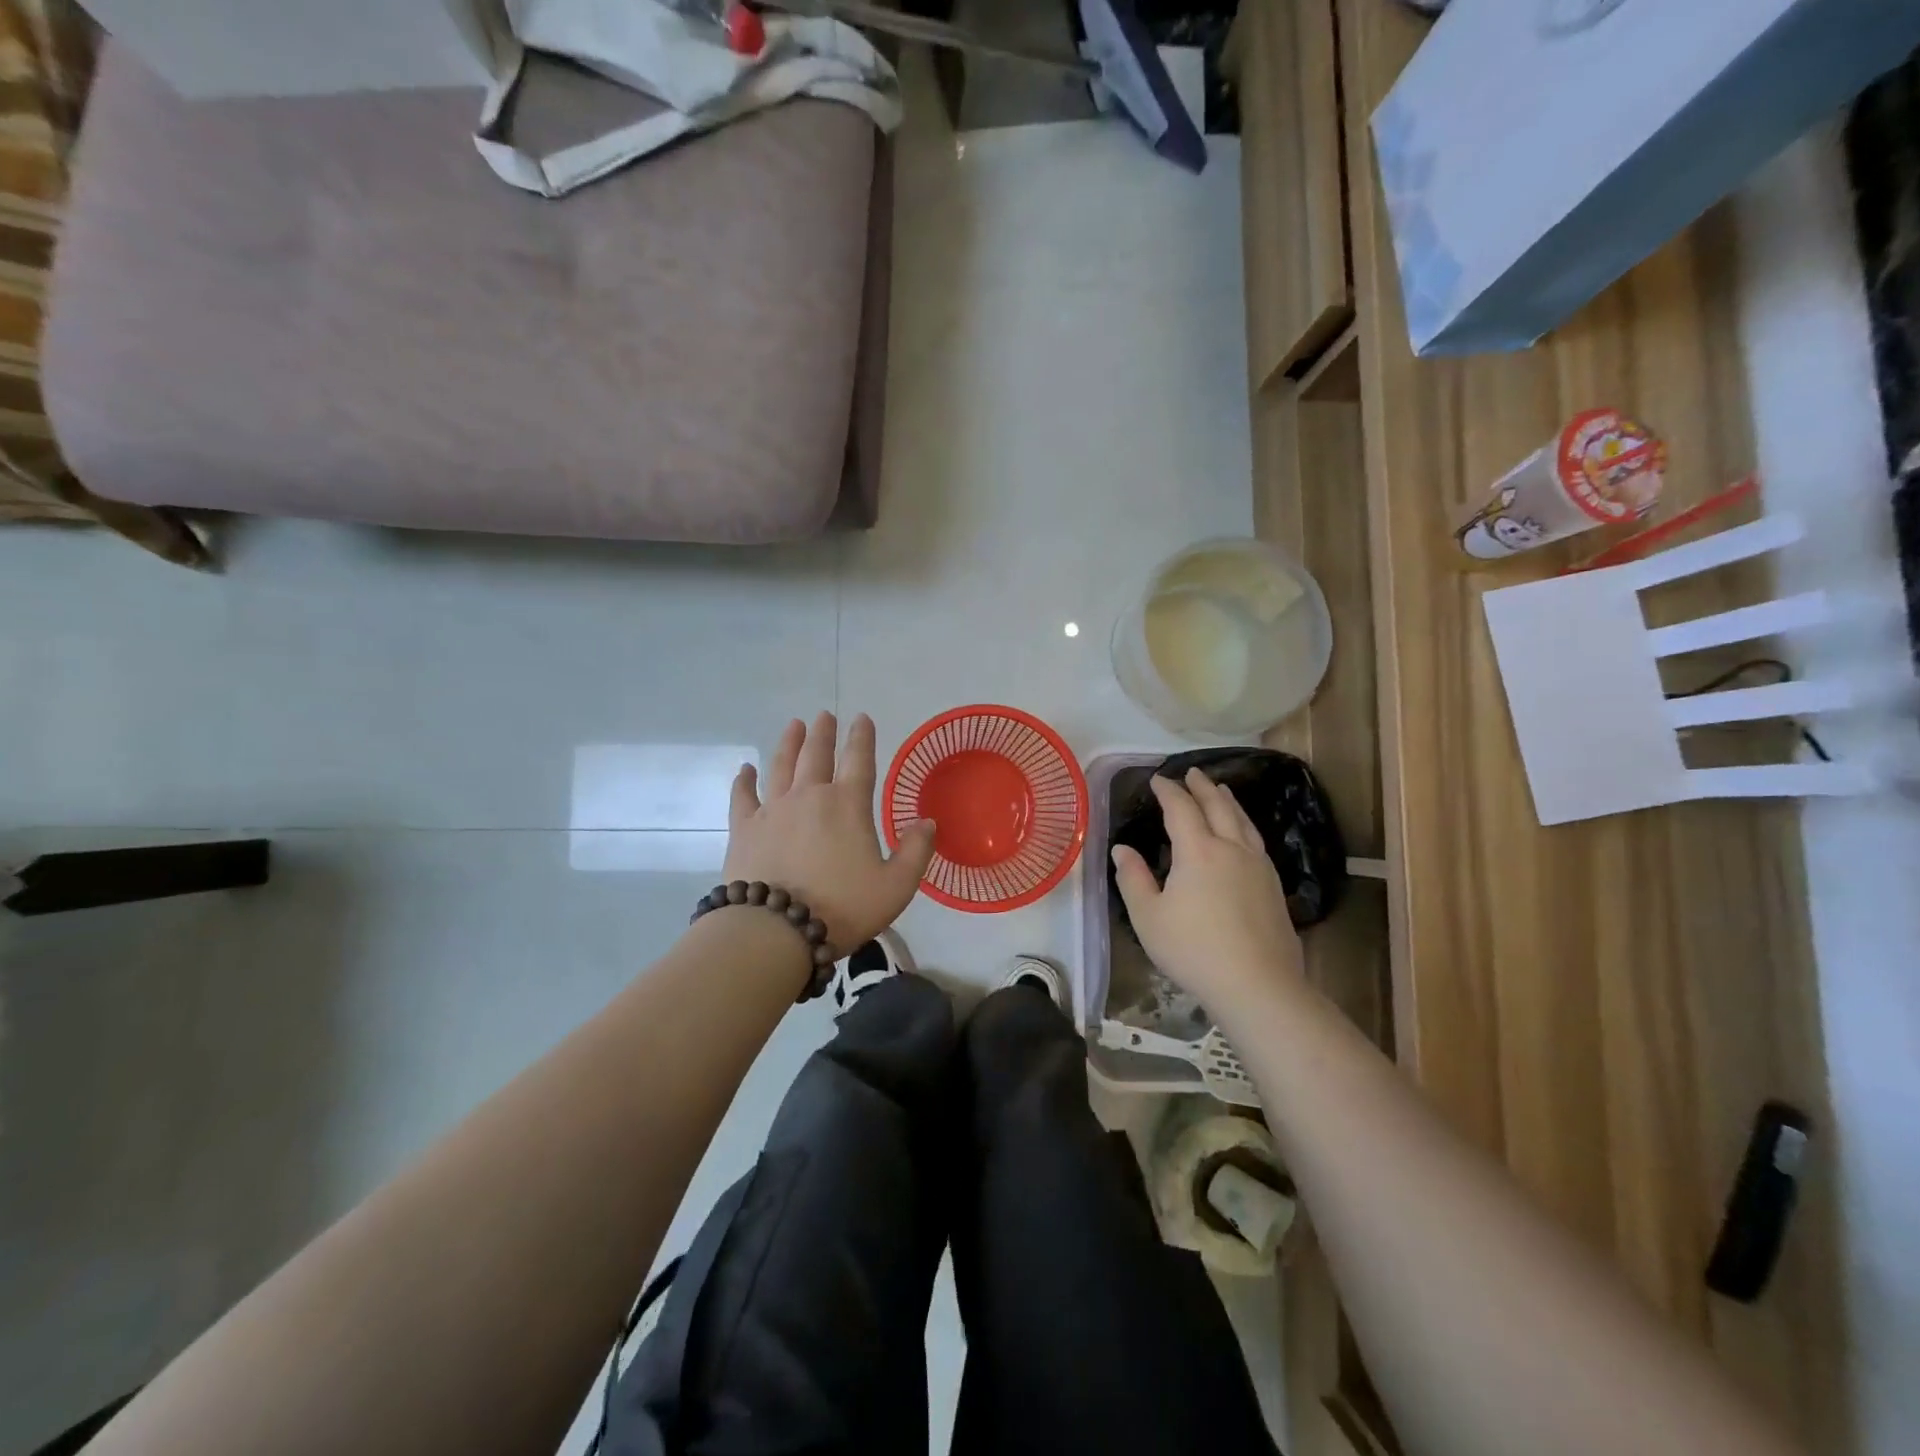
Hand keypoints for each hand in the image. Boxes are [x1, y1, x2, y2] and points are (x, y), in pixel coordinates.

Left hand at [722, 712, 935, 954]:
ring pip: (781, 766)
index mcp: (847, 805)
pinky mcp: (744, 829)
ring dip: (788, 743)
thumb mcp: (895, 887)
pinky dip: (744, 780)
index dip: (862, 737)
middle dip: (823, 733)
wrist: (774, 930)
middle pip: (816, 755)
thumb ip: (915, 852)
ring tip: (793, 726)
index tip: (862, 718)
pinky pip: (743, 796)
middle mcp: (809, 796)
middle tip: (824, 716)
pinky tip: (745, 770)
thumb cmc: (841, 908)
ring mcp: (772, 810)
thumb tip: (926, 821)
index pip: (859, 761)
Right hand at [1111, 767, 1305, 1019]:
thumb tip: (1122, 849)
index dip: (1168, 791)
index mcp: (1198, 851)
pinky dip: (1243, 823)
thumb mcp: (1148, 917)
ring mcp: (1257, 866)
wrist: (1257, 984)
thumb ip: (1133, 879)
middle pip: (1218, 806)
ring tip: (1221, 790)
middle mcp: (1231, 848)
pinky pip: (1255, 839)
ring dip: (1227, 800)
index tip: (1157, 779)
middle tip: (1192, 772)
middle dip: (1202, 787)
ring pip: (1242, 820)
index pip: (1181, 808)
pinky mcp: (1273, 885)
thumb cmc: (1193, 950)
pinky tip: (1242, 833)